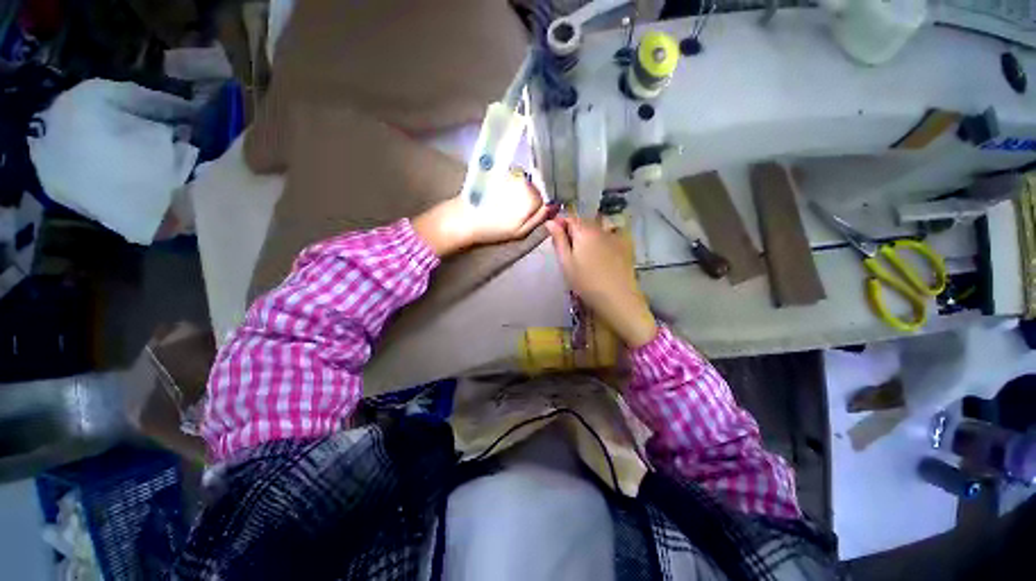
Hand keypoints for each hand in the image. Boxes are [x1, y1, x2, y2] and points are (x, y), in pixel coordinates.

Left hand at [413, 170, 549, 256]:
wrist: (464, 218)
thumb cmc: (493, 229)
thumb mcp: (520, 231)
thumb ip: (539, 218)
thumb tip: (554, 206)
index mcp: (531, 197)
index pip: (546, 200)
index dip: (537, 209)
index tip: (525, 217)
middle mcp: (524, 181)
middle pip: (536, 189)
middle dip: (528, 200)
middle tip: (513, 213)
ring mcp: (511, 174)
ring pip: (525, 183)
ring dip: (518, 193)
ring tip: (503, 205)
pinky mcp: (500, 171)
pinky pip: (513, 179)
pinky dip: (509, 187)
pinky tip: (497, 197)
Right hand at [546, 216, 657, 347]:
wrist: (617, 298)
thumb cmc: (586, 282)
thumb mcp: (566, 262)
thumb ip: (558, 240)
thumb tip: (550, 222)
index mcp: (584, 230)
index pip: (569, 217)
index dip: (559, 223)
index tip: (553, 236)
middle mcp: (601, 228)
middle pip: (583, 222)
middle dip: (573, 230)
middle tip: (566, 249)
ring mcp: (614, 236)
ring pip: (596, 229)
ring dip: (586, 236)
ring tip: (583, 254)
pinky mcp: (624, 246)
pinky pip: (608, 237)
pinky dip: (600, 241)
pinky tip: (599, 256)